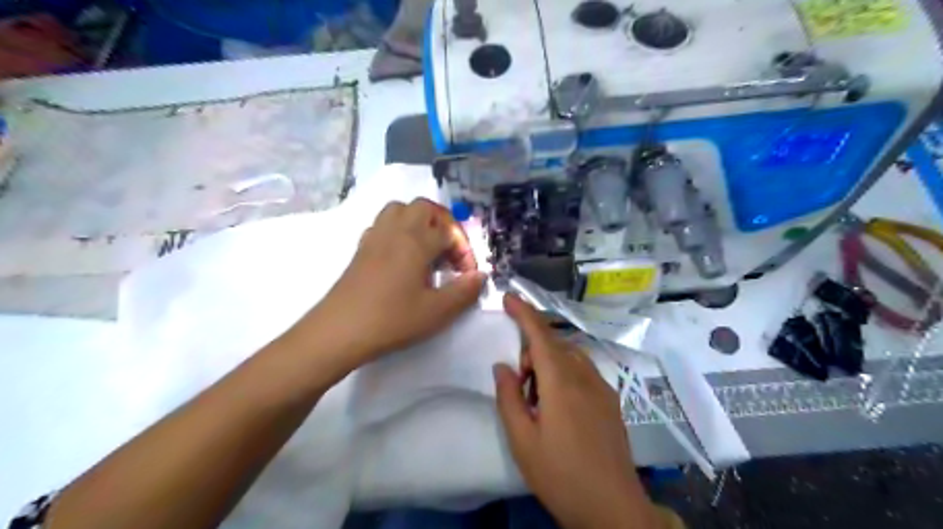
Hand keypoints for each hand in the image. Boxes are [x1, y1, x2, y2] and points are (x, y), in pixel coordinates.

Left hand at [306, 197, 486, 371]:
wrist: (339, 331)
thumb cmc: (391, 320)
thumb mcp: (436, 311)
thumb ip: (463, 292)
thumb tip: (480, 276)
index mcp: (416, 242)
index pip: (448, 232)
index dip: (463, 250)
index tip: (466, 275)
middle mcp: (395, 231)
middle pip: (424, 207)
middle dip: (443, 224)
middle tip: (449, 251)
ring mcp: (375, 237)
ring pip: (400, 209)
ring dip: (419, 221)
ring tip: (427, 248)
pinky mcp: (361, 249)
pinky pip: (383, 224)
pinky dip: (398, 230)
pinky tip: (402, 256)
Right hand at [489, 295, 657, 528]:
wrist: (613, 508)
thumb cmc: (560, 475)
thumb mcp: (522, 440)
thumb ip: (508, 398)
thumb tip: (502, 367)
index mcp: (561, 383)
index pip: (540, 335)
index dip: (524, 313)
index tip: (509, 297)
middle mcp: (585, 376)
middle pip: (555, 344)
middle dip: (532, 351)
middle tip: (520, 384)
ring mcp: (603, 387)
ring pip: (570, 356)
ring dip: (549, 362)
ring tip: (538, 398)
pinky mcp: (611, 400)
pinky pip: (583, 371)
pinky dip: (565, 373)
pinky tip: (560, 405)